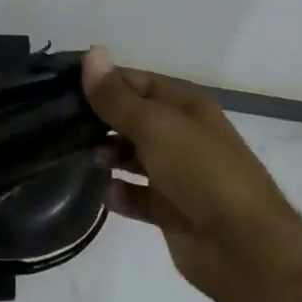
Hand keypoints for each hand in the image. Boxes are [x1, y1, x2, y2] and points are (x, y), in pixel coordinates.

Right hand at [82, 47, 301, 301]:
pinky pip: (135, 195)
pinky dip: (118, 194)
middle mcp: (180, 134)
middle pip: (131, 118)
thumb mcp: (155, 126)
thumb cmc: (200, 171)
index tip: (60, 86)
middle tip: (57, 125)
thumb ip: (117, 96)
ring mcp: (176, 173)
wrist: (244, 248)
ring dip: (106, 157)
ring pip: (131, 157)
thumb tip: (92, 53)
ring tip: (76, 158)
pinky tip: (101, 193)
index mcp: (184, 105)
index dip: (101, 81)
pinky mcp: (169, 210)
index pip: (135, 81)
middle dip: (98, 121)